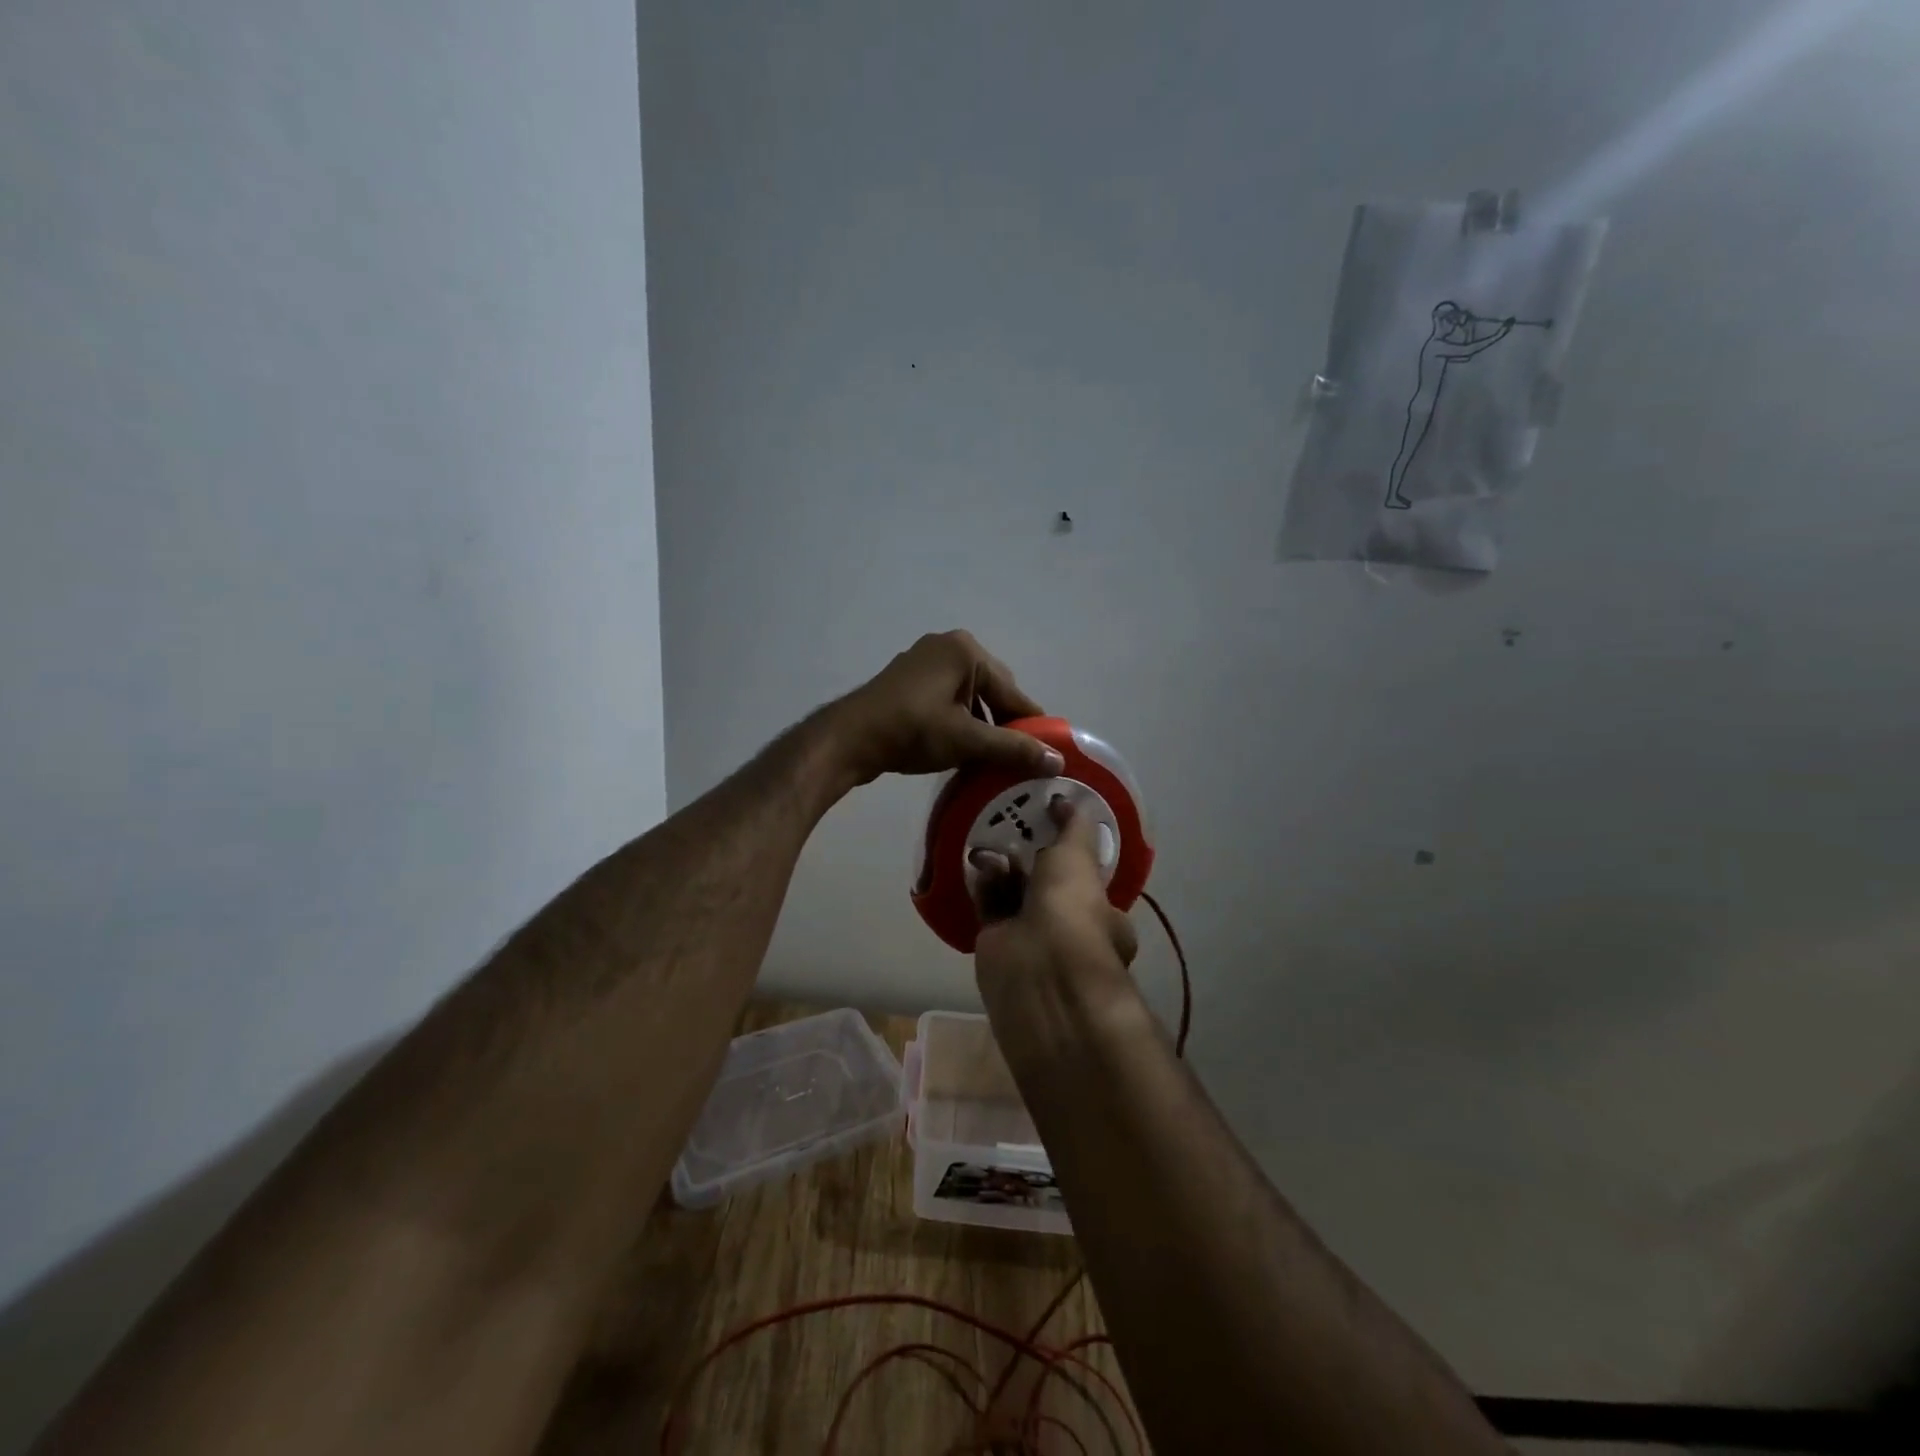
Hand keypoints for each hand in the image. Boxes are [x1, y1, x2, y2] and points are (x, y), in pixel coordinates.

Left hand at [827, 631, 1064, 784]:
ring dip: (980, 727)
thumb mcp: (967, 740)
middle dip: (1003, 726)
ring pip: (969, 698)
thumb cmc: (912, 730)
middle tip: (1014, 761)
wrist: (849, 738)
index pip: (1013, 692)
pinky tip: (960, 749)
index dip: (1030, 726)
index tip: (1046, 754)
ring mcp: (924, 662)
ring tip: (989, 760)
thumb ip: (1013, 749)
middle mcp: (947, 647)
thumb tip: (1057, 762)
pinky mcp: (908, 681)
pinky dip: (958, 723)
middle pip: (992, 692)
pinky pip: (947, 700)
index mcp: (966, 650)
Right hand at [972, 796, 1138, 1024]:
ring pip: (1016, 895)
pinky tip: (977, 864)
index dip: (1068, 855)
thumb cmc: (1072, 908)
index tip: (1049, 828)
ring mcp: (1033, 939)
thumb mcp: (1079, 856)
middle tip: (1012, 830)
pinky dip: (984, 885)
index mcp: (1102, 915)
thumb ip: (1073, 827)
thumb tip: (1067, 801)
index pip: (1086, 881)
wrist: (1038, 965)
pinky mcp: (998, 943)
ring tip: (989, 845)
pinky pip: (990, 907)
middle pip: (1046, 886)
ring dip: (1004, 869)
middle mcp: (1070, 930)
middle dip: (1029, 860)